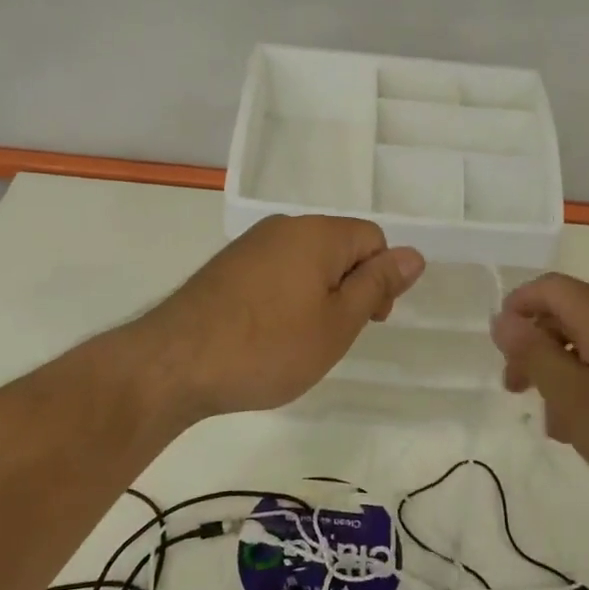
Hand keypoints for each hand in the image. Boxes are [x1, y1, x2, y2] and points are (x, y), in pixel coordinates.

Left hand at [137, 215, 424, 421]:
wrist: (175, 362)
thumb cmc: (269, 346)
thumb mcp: (337, 323)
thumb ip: (377, 285)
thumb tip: (414, 254)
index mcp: (318, 233)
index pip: (373, 239)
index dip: (381, 280)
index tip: (367, 323)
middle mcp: (283, 227)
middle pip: (338, 248)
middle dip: (347, 288)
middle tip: (331, 337)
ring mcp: (249, 245)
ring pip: (304, 263)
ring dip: (315, 296)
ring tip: (297, 341)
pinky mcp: (225, 267)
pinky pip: (273, 273)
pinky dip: (283, 299)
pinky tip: (266, 336)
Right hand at [490, 273, 588, 518]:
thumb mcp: (575, 399)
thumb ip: (534, 355)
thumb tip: (502, 320)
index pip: (549, 288)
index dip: (517, 309)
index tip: (500, 349)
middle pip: (569, 315)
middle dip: (536, 348)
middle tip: (517, 390)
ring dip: (563, 373)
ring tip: (557, 425)